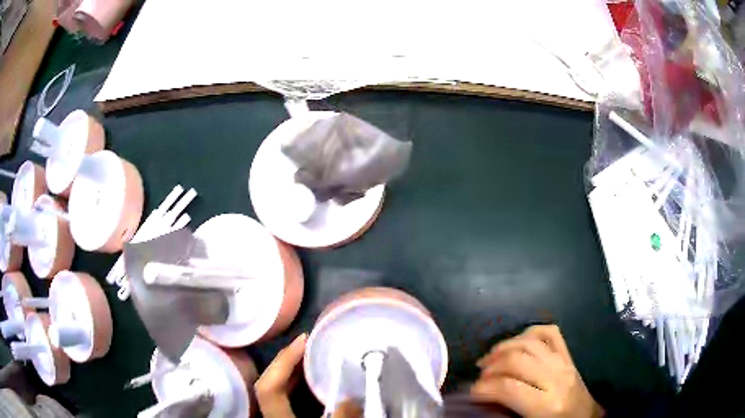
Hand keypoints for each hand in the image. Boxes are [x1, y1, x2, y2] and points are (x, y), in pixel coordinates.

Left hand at [255, 334, 362, 417]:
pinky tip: (309, 381)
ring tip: (309, 356)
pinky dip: (295, 384)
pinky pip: (284, 397)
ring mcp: (277, 417)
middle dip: (285, 361)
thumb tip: (353, 396)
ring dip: (290, 371)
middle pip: (268, 383)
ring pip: (274, 389)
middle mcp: (272, 416)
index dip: (283, 362)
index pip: (268, 387)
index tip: (304, 341)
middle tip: (308, 343)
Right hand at [471, 325, 603, 417]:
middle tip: (479, 377)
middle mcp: (557, 379)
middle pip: (518, 359)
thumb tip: (481, 401)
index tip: (471, 393)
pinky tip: (516, 343)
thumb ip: (507, 413)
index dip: (483, 388)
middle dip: (491, 366)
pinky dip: (530, 332)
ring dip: (504, 347)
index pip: (509, 388)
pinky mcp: (569, 356)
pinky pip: (550, 334)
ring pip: (531, 342)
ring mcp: (565, 363)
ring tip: (489, 359)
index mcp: (547, 405)